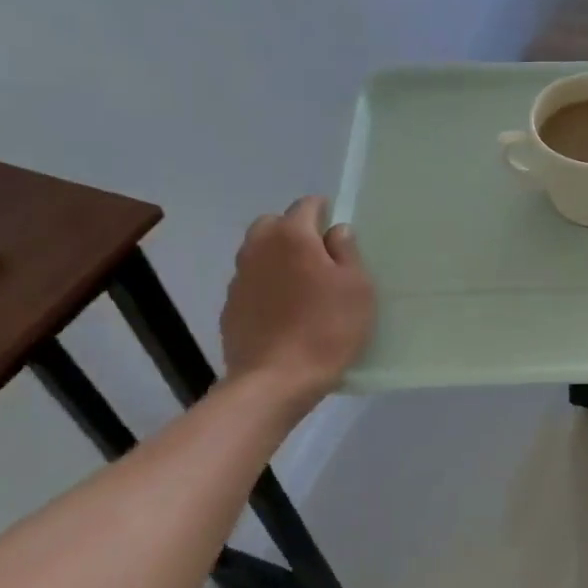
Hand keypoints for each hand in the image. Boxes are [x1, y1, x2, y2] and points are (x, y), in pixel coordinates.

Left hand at [220, 197, 374, 395]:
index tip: (339, 229)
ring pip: (258, 253)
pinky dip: (266, 285)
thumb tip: (336, 231)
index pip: (306, 205)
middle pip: (274, 224)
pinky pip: (251, 282)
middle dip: (294, 230)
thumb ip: (347, 251)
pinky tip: (284, 310)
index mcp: (292, 237)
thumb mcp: (357, 287)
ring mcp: (239, 279)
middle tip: (319, 255)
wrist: (275, 381)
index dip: (324, 211)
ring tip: (302, 284)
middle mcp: (258, 249)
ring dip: (277, 258)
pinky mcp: (230, 308)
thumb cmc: (327, 329)